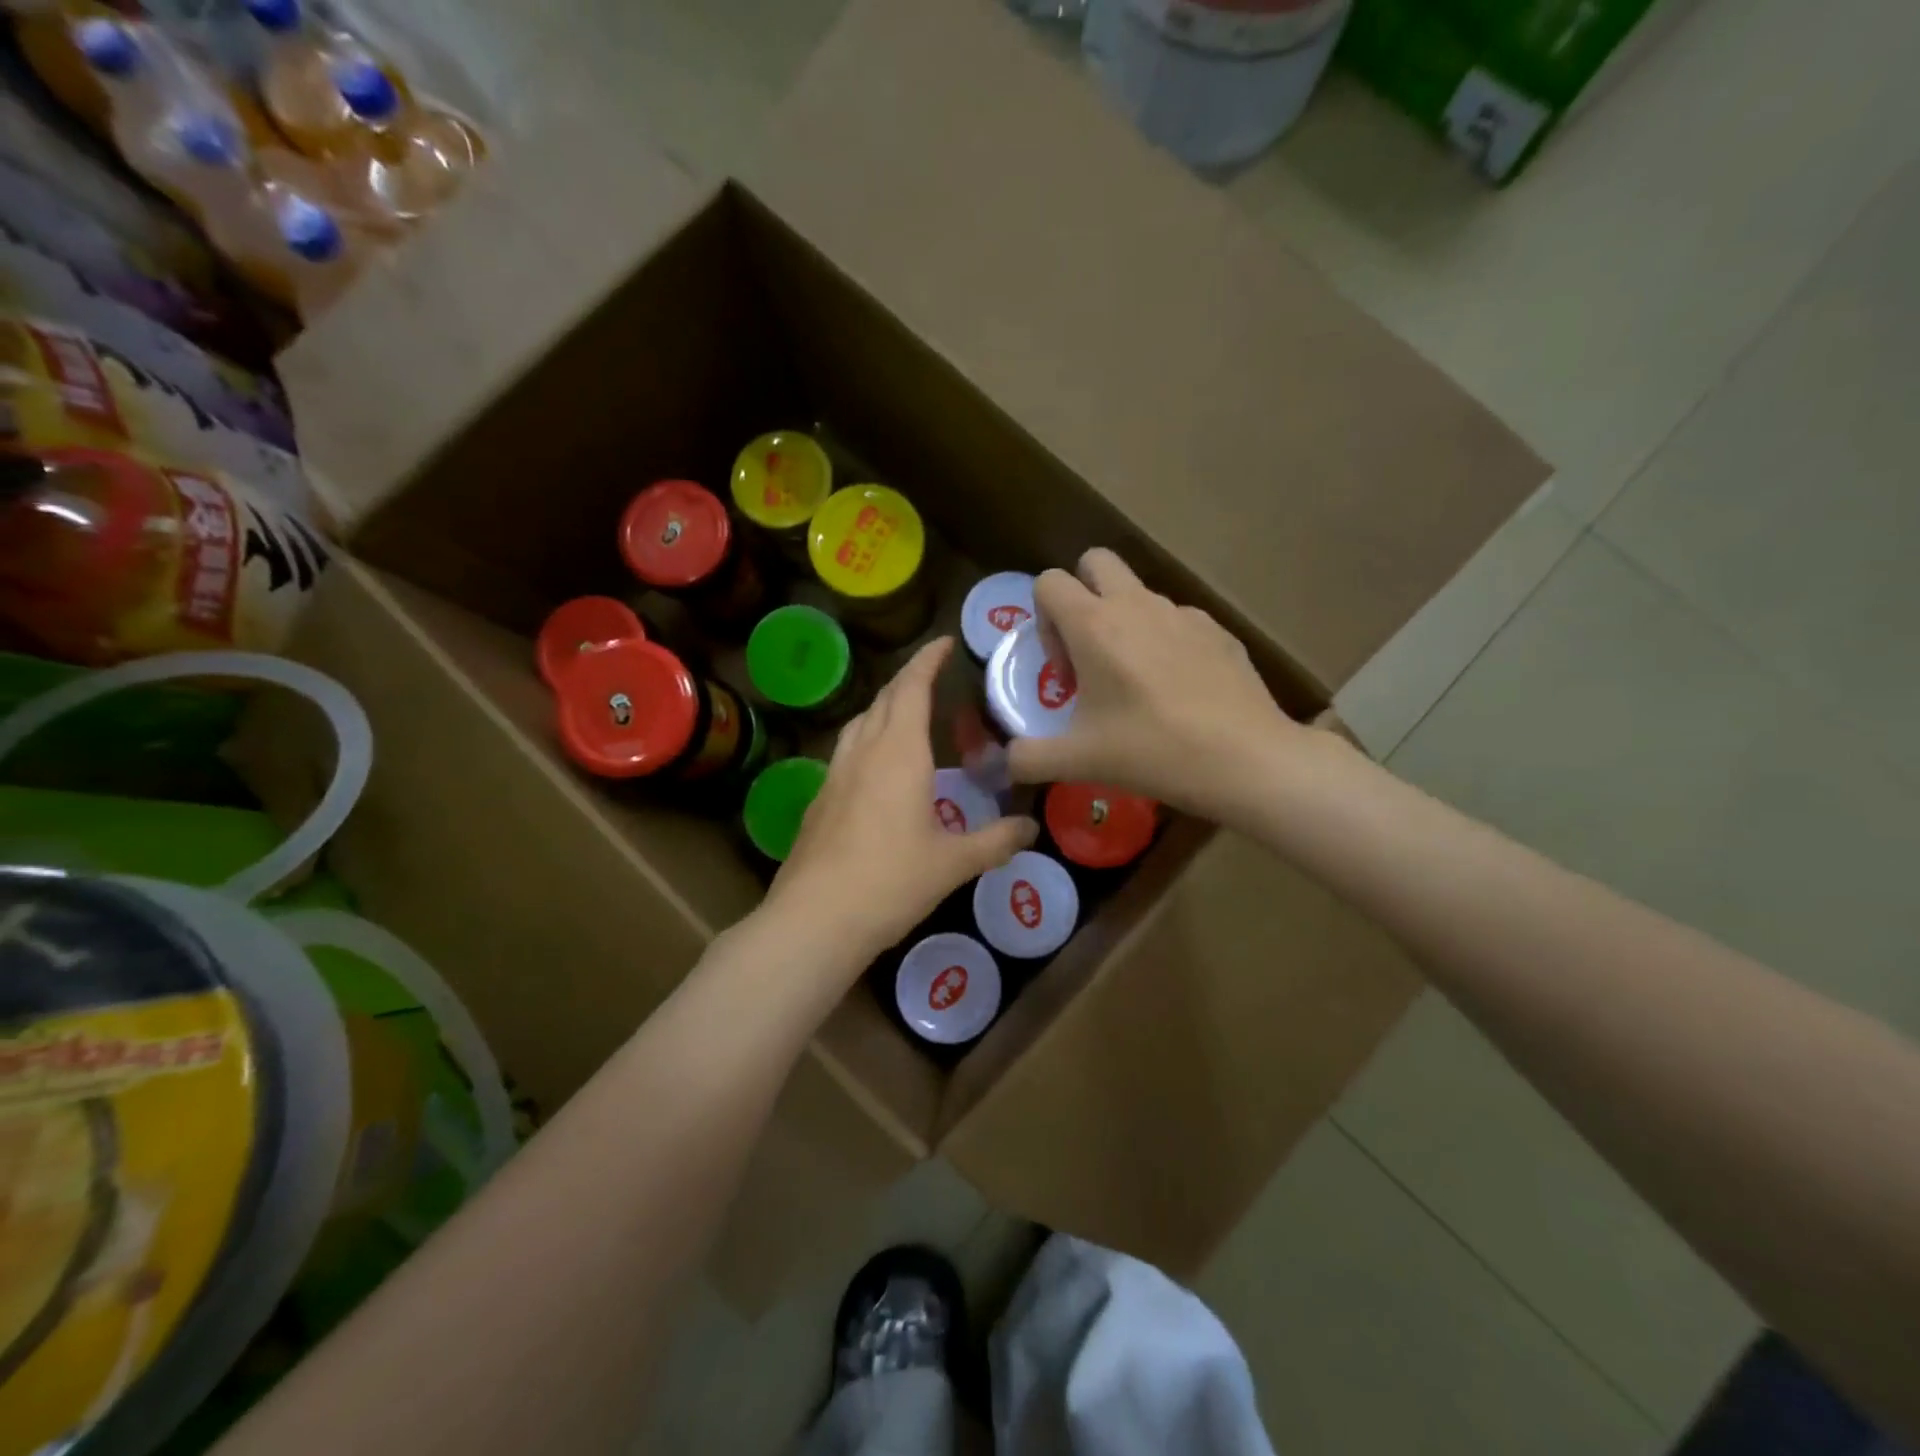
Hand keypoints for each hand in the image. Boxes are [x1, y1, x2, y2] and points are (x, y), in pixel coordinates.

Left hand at [765, 637, 1036, 961]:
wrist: (815, 919)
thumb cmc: (891, 882)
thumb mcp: (953, 863)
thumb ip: (995, 841)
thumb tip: (1030, 829)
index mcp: (899, 754)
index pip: (911, 689)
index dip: (927, 660)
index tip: (944, 642)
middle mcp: (864, 753)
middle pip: (883, 699)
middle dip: (908, 680)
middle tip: (934, 675)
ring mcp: (835, 774)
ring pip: (859, 723)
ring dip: (884, 707)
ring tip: (906, 713)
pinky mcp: (819, 799)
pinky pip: (846, 750)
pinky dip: (867, 738)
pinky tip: (878, 766)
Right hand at [1007, 549, 1304, 822]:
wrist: (1245, 758)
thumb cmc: (1152, 751)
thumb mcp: (1078, 761)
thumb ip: (1027, 758)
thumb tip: (1003, 763)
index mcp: (1094, 625)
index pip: (1049, 581)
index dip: (1044, 619)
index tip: (1064, 668)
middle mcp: (1135, 605)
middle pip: (1095, 561)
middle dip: (1081, 595)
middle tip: (1090, 653)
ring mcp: (1182, 613)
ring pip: (1138, 593)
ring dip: (1124, 622)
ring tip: (1136, 682)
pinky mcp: (1216, 629)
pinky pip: (1176, 620)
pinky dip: (1164, 642)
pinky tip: (1178, 691)